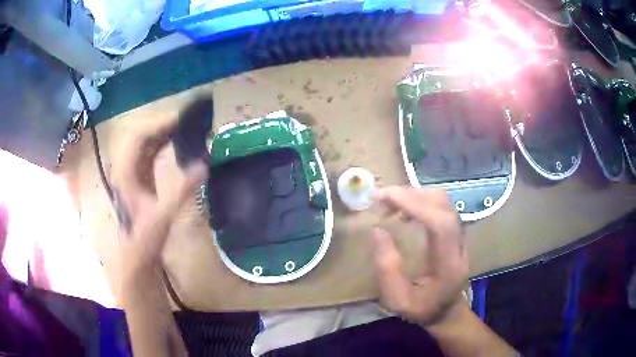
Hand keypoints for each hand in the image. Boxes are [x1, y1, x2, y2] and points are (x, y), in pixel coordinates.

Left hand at [111, 121, 206, 288]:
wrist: (136, 253)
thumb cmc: (145, 238)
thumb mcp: (164, 216)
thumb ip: (182, 190)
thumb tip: (204, 165)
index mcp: (125, 172)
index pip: (138, 136)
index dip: (158, 123)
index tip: (182, 118)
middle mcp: (125, 166)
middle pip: (141, 133)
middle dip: (162, 123)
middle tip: (187, 120)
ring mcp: (130, 169)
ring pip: (144, 140)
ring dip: (162, 131)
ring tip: (185, 126)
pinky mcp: (138, 174)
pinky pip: (149, 149)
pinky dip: (162, 141)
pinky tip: (175, 140)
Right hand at [372, 187, 468, 326]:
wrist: (446, 310)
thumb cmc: (422, 308)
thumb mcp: (397, 300)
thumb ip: (387, 269)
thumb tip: (377, 230)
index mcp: (449, 264)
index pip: (441, 224)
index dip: (415, 206)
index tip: (386, 197)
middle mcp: (459, 244)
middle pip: (443, 205)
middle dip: (411, 195)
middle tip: (380, 198)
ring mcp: (460, 235)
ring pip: (442, 201)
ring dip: (415, 195)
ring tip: (389, 203)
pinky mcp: (455, 231)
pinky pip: (440, 205)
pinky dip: (420, 200)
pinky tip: (403, 210)